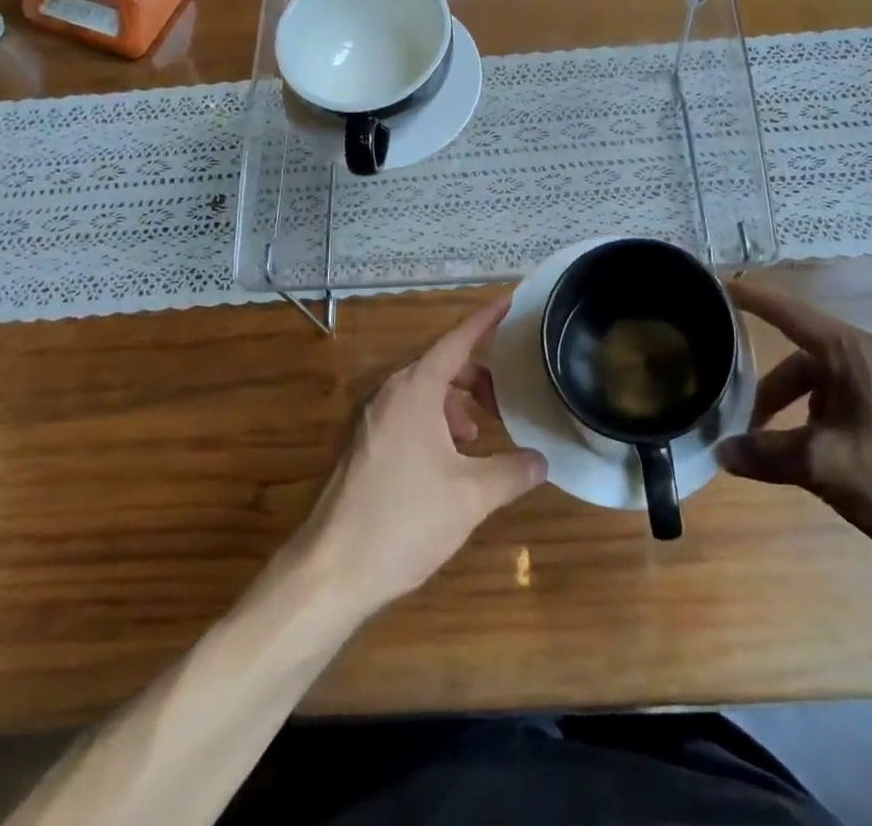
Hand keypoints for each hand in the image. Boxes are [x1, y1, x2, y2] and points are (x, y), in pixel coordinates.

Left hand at [294, 298, 547, 618]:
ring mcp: (370, 419)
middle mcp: (389, 393)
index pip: (457, 340)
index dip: (485, 321)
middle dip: (476, 376)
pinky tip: (446, 462)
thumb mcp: (470, 497)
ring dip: (455, 404)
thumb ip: (511, 473)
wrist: (329, 571)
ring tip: (477, 438)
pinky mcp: (362, 444)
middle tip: (504, 399)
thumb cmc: (403, 521)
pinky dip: (433, 422)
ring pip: (423, 393)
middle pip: (441, 366)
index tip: (509, 301)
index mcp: (415, 390)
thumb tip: (542, 461)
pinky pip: (406, 414)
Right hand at [716, 280, 871, 580]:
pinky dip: (839, 417)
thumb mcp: (823, 467)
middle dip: (777, 391)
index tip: (722, 287)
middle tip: (754, 429)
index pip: (793, 314)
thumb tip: (722, 452)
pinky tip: (840, 457)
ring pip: (840, 383)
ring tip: (798, 451)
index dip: (755, 300)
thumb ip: (766, 453)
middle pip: (812, 360)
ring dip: (808, 409)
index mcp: (859, 354)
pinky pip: (868, 399)